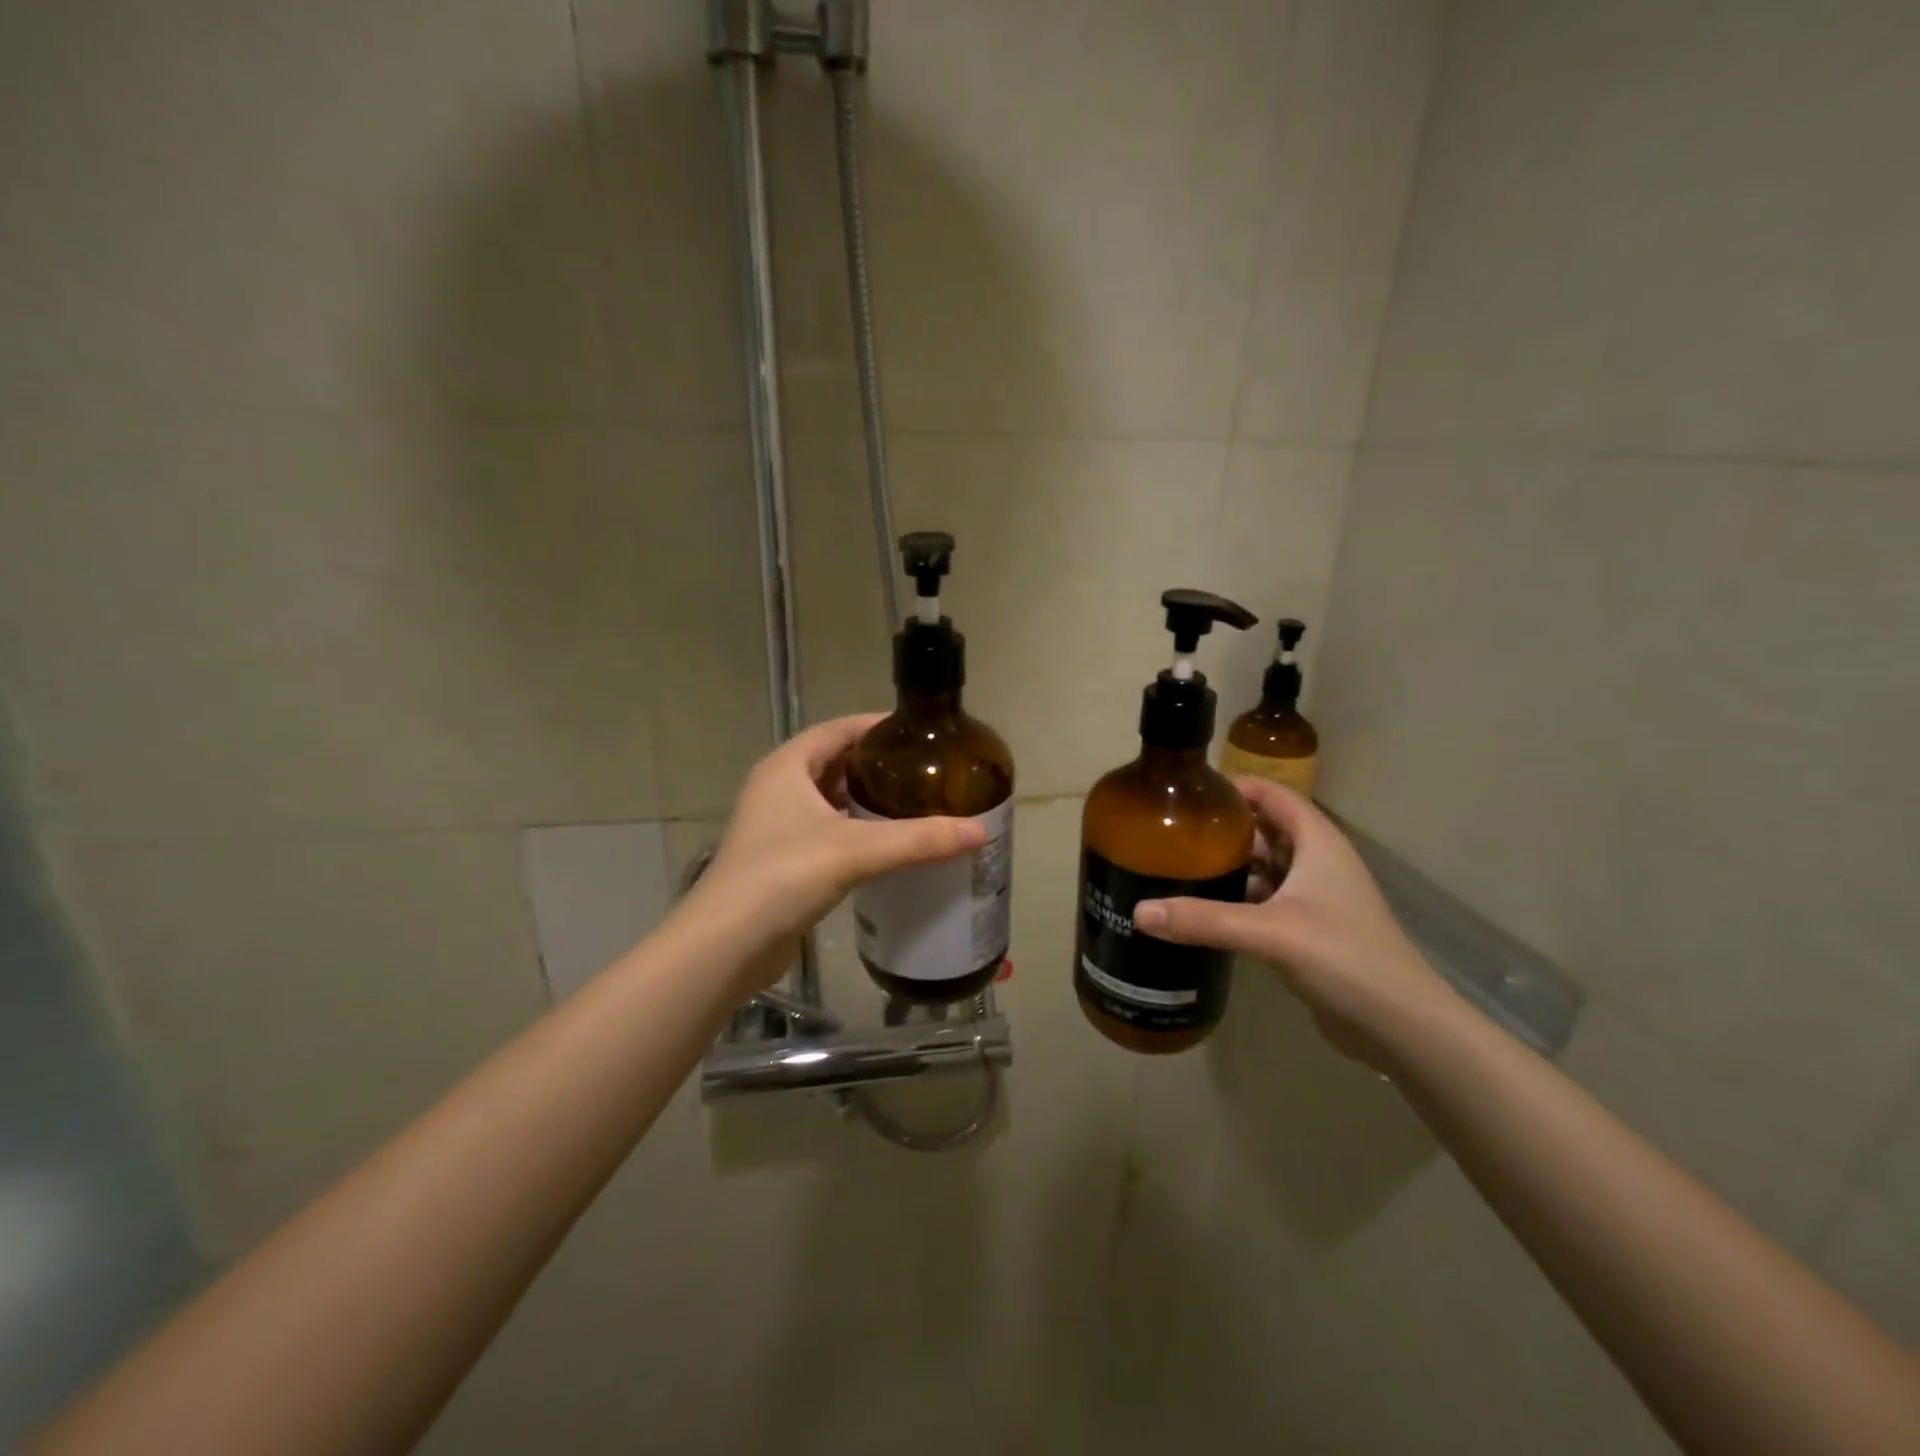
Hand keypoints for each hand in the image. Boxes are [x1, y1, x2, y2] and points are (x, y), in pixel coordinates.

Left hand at [687, 714, 987, 989]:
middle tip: (929, 773)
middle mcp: (779, 787)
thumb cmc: (783, 877)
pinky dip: (858, 833)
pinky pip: (829, 832)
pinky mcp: (783, 860)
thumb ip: (919, 839)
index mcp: (788, 766)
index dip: (879, 726)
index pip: (840, 729)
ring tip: (918, 805)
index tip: (922, 734)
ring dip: (869, 801)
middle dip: (880, 767)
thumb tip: (980, 831)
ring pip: (833, 801)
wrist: (726, 945)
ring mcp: (778, 826)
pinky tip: (890, 847)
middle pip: (837, 763)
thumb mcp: (856, 850)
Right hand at [1132, 779, 1450, 1061]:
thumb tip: (1139, 912)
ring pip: (1264, 868)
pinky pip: (1265, 901)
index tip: (1186, 793)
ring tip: (1176, 867)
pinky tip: (1202, 909)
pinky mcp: (1309, 930)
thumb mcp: (1270, 933)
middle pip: (1264, 829)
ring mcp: (1316, 898)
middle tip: (1169, 833)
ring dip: (1228, 867)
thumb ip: (1204, 920)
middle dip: (1221, 830)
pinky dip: (1237, 899)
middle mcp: (1318, 862)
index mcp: (1318, 842)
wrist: (1401, 1027)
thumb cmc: (1344, 959)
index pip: (1272, 794)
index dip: (1232, 787)